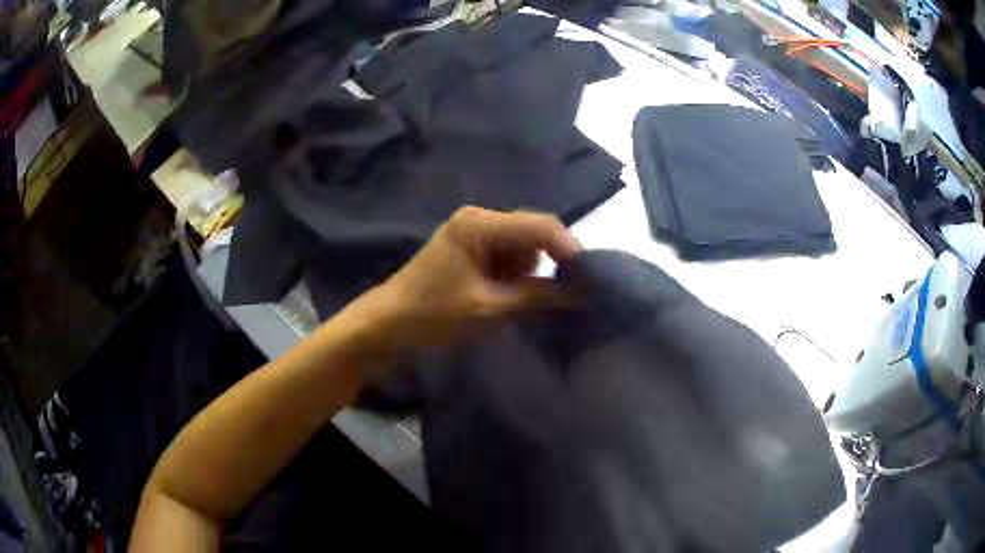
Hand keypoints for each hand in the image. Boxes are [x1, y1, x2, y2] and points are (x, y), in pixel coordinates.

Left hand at [348, 206, 581, 355]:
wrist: (388, 324)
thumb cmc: (432, 315)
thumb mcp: (489, 309)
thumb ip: (538, 298)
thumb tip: (582, 295)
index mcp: (480, 224)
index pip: (540, 226)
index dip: (569, 250)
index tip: (588, 280)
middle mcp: (479, 218)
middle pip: (533, 233)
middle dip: (546, 264)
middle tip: (557, 296)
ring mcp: (474, 231)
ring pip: (523, 246)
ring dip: (528, 273)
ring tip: (515, 301)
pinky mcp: (471, 247)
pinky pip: (507, 255)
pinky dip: (514, 276)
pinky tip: (503, 296)